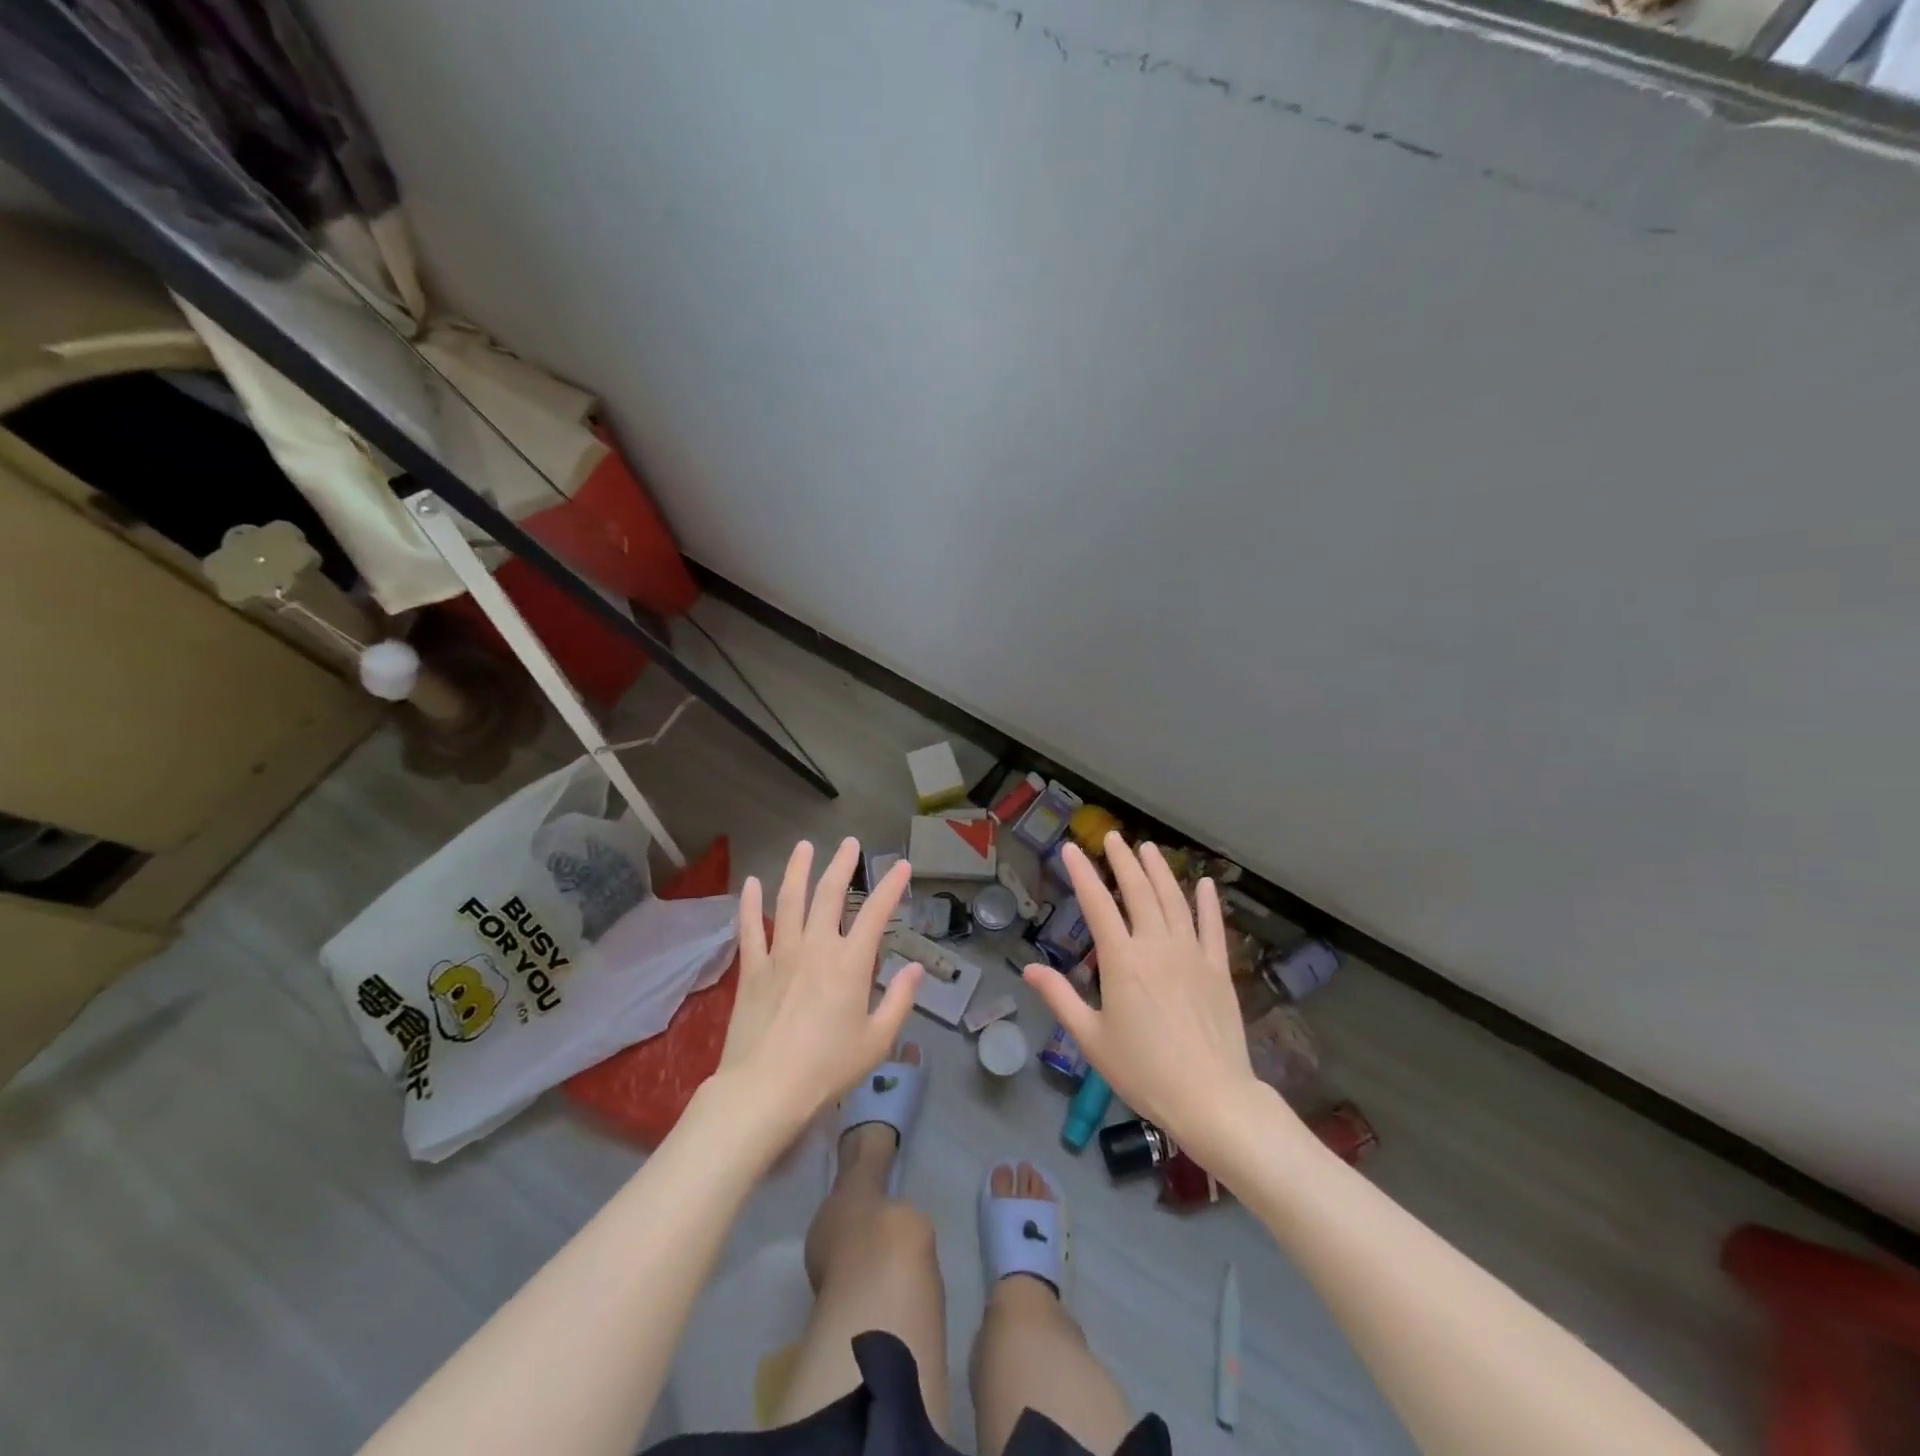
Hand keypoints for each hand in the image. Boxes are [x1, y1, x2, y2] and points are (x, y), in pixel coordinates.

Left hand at [715, 838, 921, 1135]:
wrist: (765, 1090)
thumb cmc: (828, 1068)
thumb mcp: (877, 1040)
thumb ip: (900, 1000)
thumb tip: (916, 968)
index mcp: (850, 963)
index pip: (876, 913)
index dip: (891, 886)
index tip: (902, 866)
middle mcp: (816, 947)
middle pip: (829, 894)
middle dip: (842, 864)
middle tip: (850, 843)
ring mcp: (780, 954)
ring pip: (790, 900)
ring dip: (798, 869)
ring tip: (804, 846)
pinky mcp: (752, 969)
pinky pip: (750, 928)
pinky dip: (750, 904)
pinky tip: (752, 883)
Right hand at [1025, 834, 1270, 1156]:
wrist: (1211, 1097)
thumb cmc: (1143, 1071)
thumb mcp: (1091, 1039)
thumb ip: (1060, 998)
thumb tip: (1030, 969)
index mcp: (1122, 960)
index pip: (1097, 905)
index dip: (1082, 873)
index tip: (1071, 849)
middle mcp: (1156, 946)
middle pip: (1138, 891)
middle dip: (1123, 861)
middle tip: (1113, 837)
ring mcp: (1191, 954)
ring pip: (1173, 900)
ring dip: (1159, 871)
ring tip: (1149, 848)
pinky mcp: (1218, 969)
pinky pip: (1211, 927)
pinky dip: (1207, 902)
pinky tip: (1203, 883)